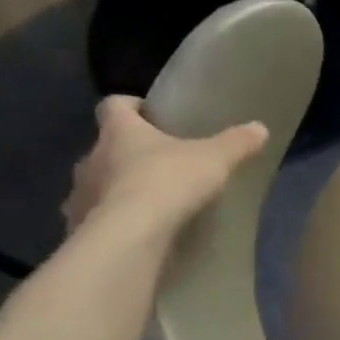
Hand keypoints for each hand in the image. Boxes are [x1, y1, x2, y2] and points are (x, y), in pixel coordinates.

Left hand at [62, 96, 267, 239]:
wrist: (129, 235)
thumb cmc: (168, 182)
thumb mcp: (215, 159)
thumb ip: (237, 143)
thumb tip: (260, 128)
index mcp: (120, 132)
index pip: (114, 105)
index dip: (130, 104)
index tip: (148, 111)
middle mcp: (92, 156)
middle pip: (107, 145)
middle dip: (129, 151)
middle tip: (160, 161)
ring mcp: (81, 193)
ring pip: (99, 182)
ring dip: (119, 186)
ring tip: (151, 200)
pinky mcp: (80, 224)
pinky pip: (98, 216)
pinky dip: (116, 218)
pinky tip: (139, 228)